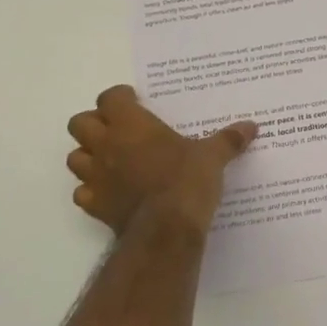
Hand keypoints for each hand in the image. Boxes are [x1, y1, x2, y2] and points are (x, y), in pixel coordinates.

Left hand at [66, 85, 256, 235]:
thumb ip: (228, 140)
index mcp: (131, 124)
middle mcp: (106, 145)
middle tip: (117, 129)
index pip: (110, 98)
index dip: (119, 97)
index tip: (134, 100)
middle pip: (80, 123)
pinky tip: (109, 192)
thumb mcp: (212, 156)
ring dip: (88, 155)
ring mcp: (96, 176)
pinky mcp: (94, 205)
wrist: (166, 228)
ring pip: (75, 157)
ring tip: (110, 159)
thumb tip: (251, 126)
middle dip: (94, 123)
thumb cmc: (186, 180)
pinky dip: (91, 190)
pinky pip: (82, 193)